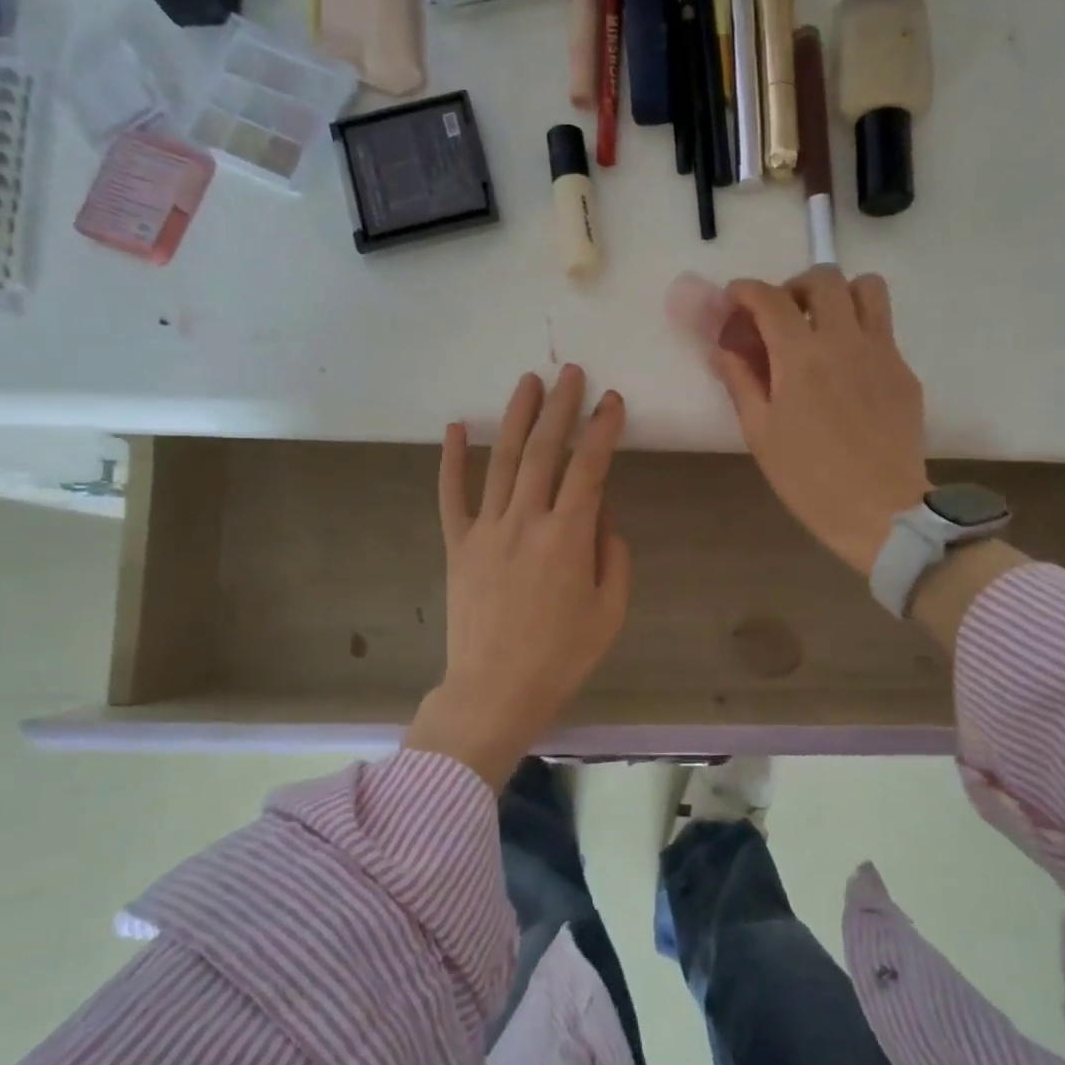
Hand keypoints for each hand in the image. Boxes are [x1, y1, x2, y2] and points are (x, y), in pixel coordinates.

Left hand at [405, 366, 631, 788]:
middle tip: (571, 372)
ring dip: (517, 418)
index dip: (603, 430)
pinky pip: (452, 495)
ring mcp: (486, 530)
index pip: (590, 468)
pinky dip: (452, 460)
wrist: (494, 692)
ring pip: (503, 461)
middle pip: (545, 451)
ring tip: (530, 382)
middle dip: (561, 407)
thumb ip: (613, 555)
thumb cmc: (562, 657)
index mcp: (568, 537)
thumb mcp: (610, 611)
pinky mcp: (458, 546)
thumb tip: (602, 515)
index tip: (613, 401)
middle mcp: (526, 521)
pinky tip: (457, 427)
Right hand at [711, 267, 930, 577]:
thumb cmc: (809, 478)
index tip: (735, 300)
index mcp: (801, 356)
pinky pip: (884, 329)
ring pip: (867, 288)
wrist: (880, 510)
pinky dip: (860, 330)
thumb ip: (740, 381)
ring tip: (823, 326)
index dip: (746, 291)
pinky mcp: (904, 371)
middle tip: (783, 316)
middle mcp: (845, 340)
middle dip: (795, 286)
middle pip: (824, 277)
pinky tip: (848, 370)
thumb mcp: (760, 433)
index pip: (770, 298)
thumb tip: (722, 349)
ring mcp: (882, 352)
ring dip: (839, 295)